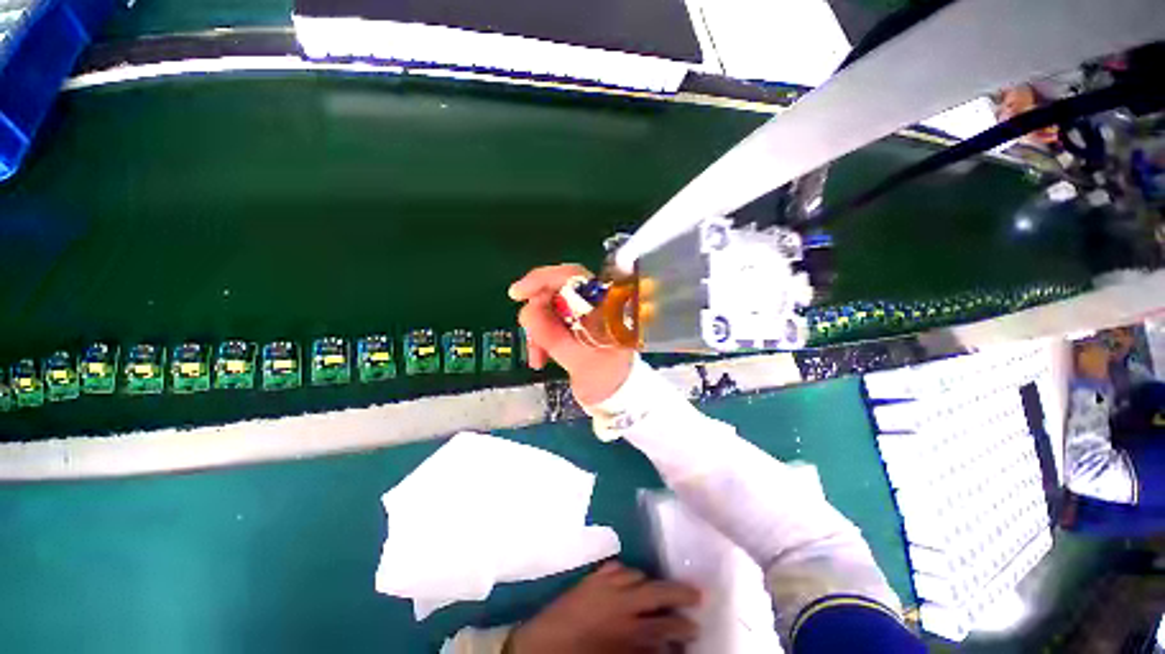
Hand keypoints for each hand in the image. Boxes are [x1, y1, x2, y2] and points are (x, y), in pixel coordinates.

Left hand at [508, 562, 700, 653]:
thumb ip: (644, 651)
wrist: (540, 648)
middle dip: (680, 591)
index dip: (684, 626)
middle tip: (697, 593)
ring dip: (650, 581)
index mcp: (629, 631)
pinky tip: (629, 577)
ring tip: (658, 588)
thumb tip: (664, 645)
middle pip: (657, 590)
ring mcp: (605, 585)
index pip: (667, 625)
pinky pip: (615, 567)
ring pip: (637, 574)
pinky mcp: (590, 577)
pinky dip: (626, 572)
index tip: (695, 626)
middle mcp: (621, 603)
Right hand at [510, 264, 634, 405]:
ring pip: (550, 308)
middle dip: (537, 314)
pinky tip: (540, 358)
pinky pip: (552, 322)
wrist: (616, 393)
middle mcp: (595, 301)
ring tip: (537, 357)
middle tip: (529, 336)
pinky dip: (542, 337)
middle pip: (556, 291)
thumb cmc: (604, 377)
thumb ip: (551, 335)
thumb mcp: (576, 359)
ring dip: (538, 331)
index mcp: (603, 305)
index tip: (517, 294)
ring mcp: (585, 312)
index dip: (541, 279)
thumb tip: (527, 311)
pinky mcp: (577, 323)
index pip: (571, 276)